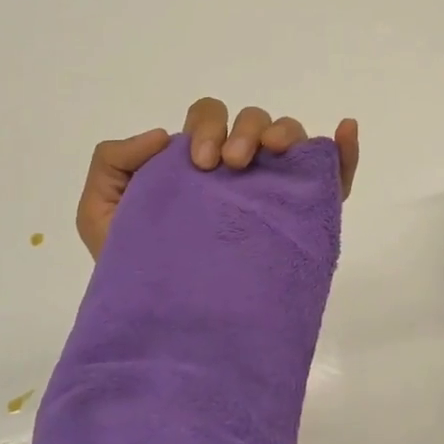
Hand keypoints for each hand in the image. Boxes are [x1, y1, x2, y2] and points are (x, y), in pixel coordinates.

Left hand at [75, 98, 360, 260]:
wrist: (165, 322)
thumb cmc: (135, 268)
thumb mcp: (99, 215)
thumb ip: (111, 163)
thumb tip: (160, 136)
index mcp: (196, 163)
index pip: (210, 120)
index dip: (208, 127)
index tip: (201, 164)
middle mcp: (238, 171)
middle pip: (252, 121)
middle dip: (245, 130)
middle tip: (232, 165)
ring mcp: (272, 191)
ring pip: (290, 138)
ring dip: (285, 132)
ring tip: (273, 153)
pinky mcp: (303, 217)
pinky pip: (331, 174)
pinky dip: (343, 150)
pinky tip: (344, 130)